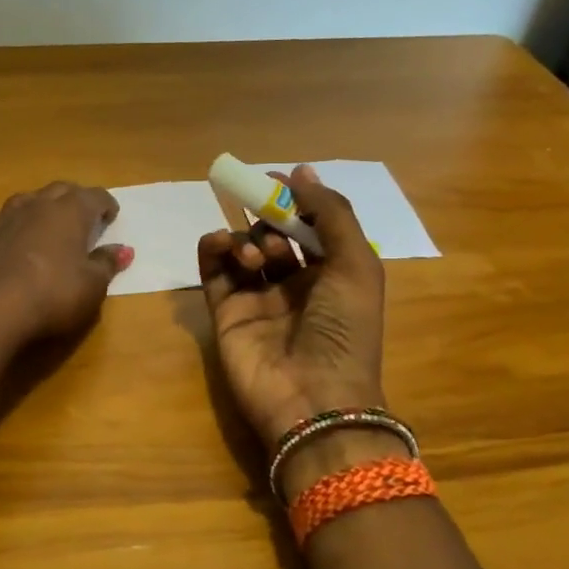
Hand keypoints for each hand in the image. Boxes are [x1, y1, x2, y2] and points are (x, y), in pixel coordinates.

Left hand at [0, 182, 130, 342]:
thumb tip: (123, 250)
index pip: (95, 196)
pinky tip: (5, 233)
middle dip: (74, 198)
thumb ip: (107, 264)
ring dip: (38, 205)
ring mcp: (4, 218)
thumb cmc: (53, 295)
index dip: (106, 204)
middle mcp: (37, 206)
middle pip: (60, 190)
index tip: (111, 216)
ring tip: (45, 220)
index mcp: (70, 212)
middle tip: (83, 215)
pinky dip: (3, 223)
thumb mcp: (92, 286)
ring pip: (25, 199)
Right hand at [198, 164, 386, 448]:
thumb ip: (331, 214)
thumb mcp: (356, 265)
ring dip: (247, 236)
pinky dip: (212, 249)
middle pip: (273, 234)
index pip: (310, 227)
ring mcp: (257, 298)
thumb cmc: (344, 330)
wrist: (311, 397)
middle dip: (269, 215)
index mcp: (332, 274)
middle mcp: (294, 284)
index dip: (296, 200)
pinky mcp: (224, 311)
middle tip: (263, 206)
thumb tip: (302, 170)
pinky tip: (220, 244)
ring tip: (257, 253)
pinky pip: (212, 270)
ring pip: (243, 249)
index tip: (279, 178)